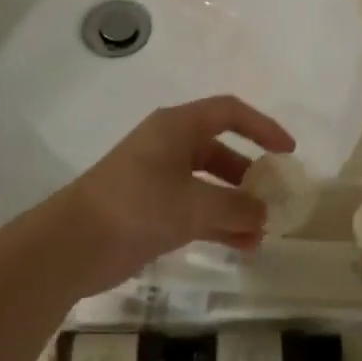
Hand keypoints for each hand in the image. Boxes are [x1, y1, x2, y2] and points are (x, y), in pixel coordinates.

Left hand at [47, 95, 295, 292]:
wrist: (73, 243)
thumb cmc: (136, 206)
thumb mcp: (194, 205)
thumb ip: (236, 208)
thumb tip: (264, 215)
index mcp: (177, 128)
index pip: (229, 112)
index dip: (262, 127)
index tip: (288, 151)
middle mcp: (170, 147)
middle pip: (221, 152)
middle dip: (250, 177)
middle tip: (275, 200)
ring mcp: (159, 180)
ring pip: (210, 186)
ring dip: (237, 207)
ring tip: (263, 234)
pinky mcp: (152, 211)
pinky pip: (196, 211)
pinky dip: (219, 225)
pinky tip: (243, 247)